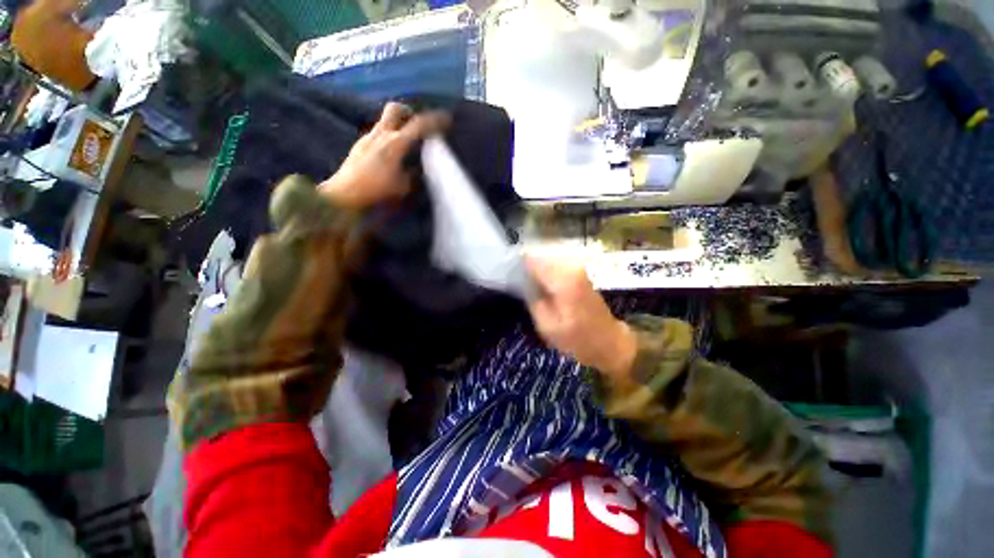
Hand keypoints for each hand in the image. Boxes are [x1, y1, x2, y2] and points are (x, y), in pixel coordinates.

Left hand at [319, 102, 448, 208]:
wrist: (344, 195)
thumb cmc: (377, 191)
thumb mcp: (403, 187)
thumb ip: (414, 174)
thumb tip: (420, 167)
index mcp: (395, 144)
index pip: (419, 125)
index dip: (434, 121)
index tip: (446, 119)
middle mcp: (380, 134)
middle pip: (395, 109)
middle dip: (409, 112)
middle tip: (418, 125)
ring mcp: (367, 138)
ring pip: (385, 121)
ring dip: (397, 126)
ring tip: (406, 143)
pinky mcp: (359, 145)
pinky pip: (378, 134)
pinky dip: (388, 137)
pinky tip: (391, 154)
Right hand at [527, 257, 636, 377]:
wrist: (610, 343)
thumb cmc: (578, 340)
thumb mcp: (547, 326)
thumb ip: (533, 300)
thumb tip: (522, 282)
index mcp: (562, 280)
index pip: (532, 260)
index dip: (517, 265)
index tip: (507, 273)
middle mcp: (571, 268)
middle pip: (540, 258)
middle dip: (526, 267)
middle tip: (516, 282)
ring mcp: (578, 270)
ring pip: (548, 261)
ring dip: (536, 271)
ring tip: (527, 285)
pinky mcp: (580, 275)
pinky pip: (557, 267)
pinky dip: (547, 274)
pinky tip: (541, 287)